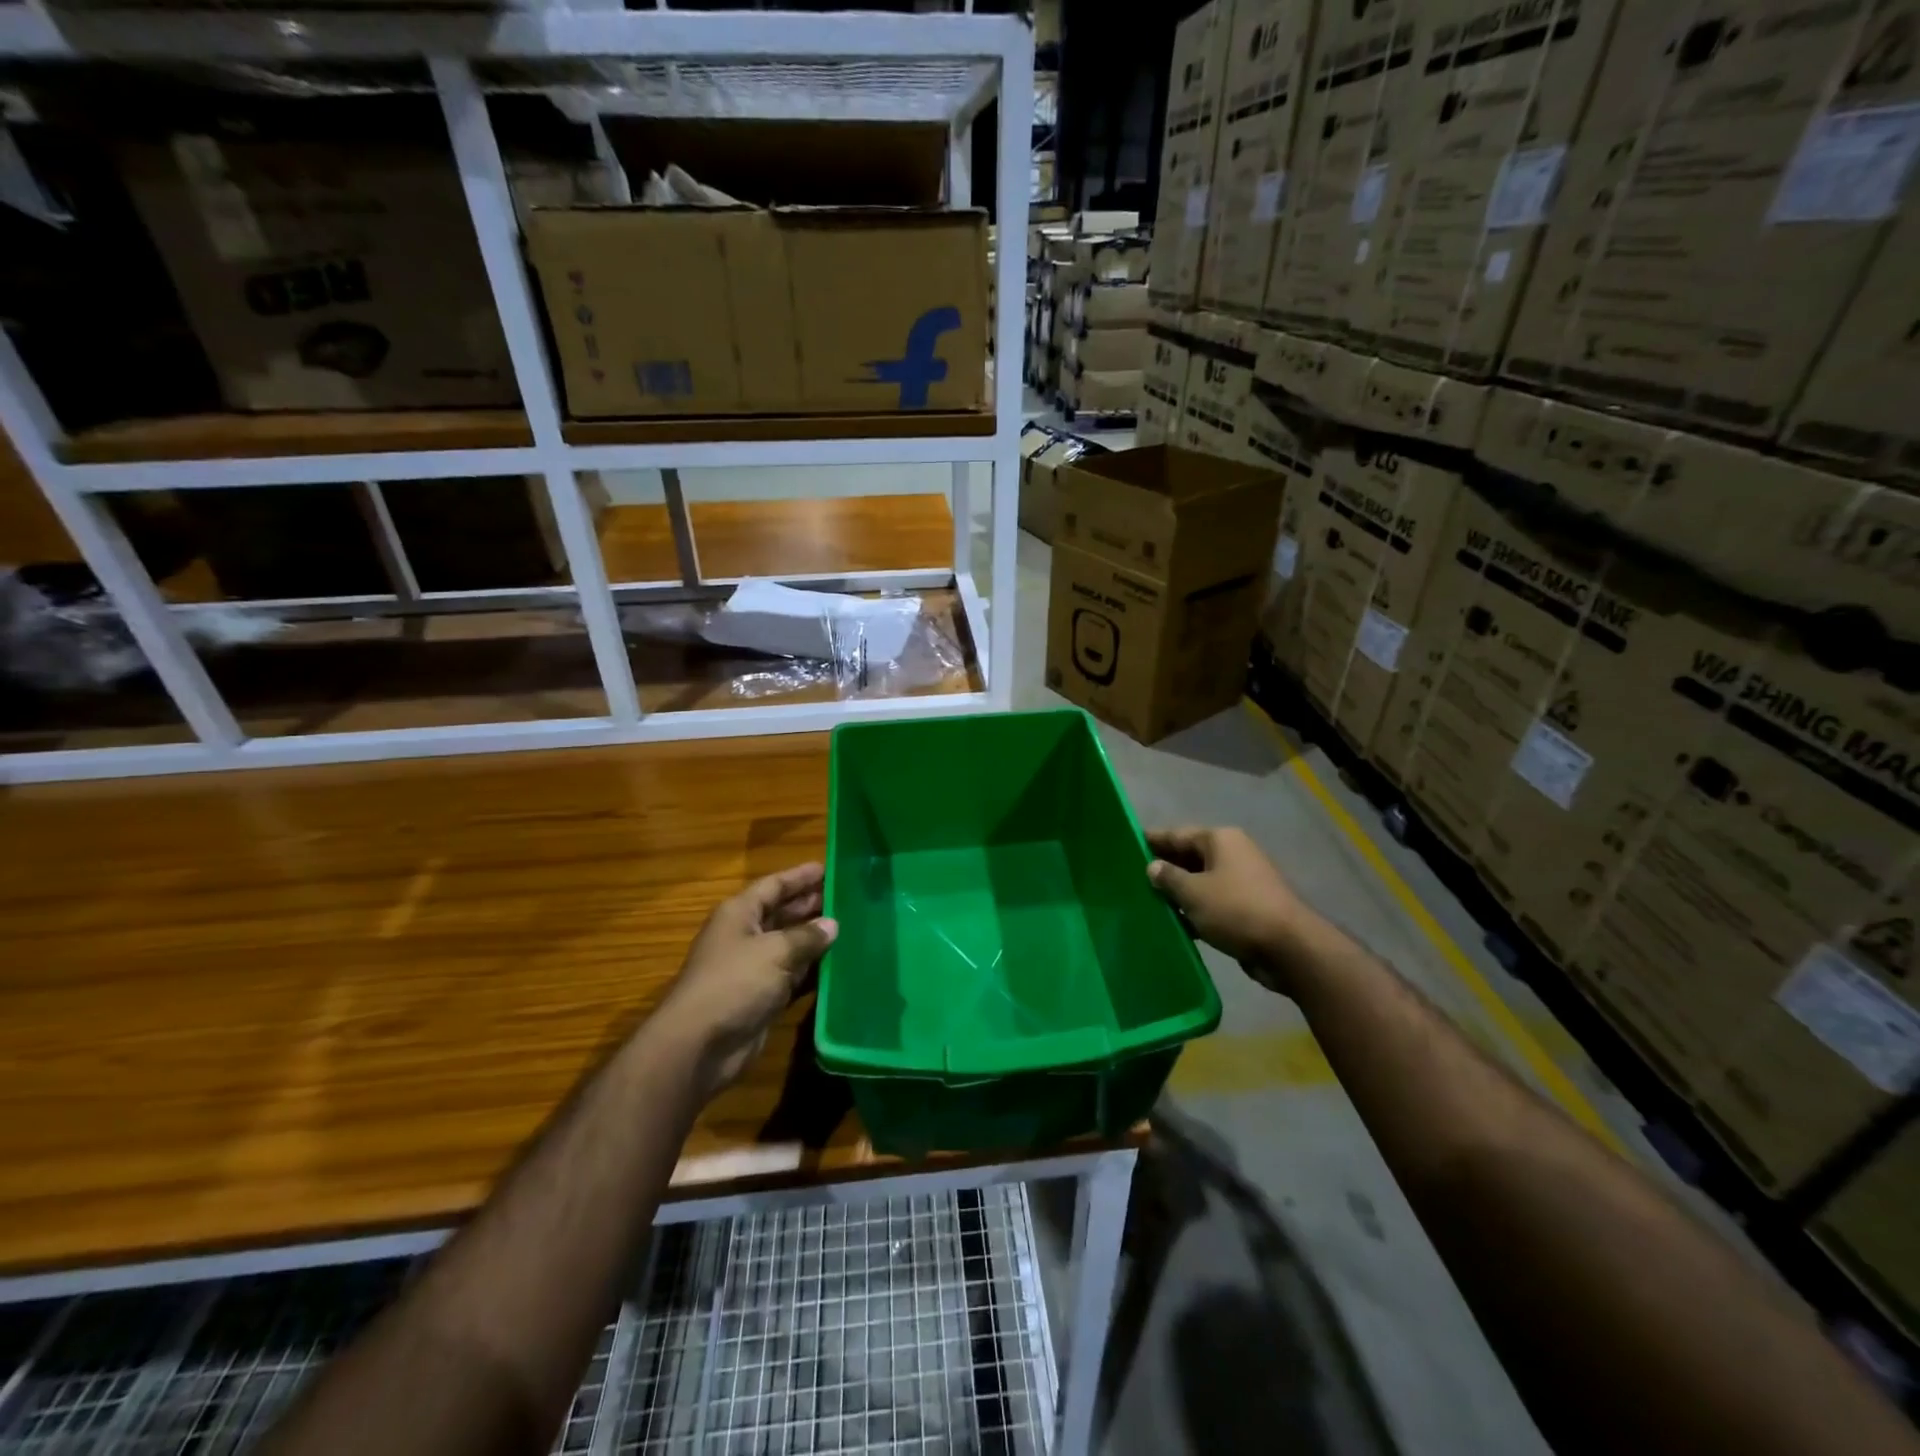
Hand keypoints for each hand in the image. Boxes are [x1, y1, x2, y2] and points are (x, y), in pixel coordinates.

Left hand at [657, 863, 838, 1097]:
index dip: (800, 876)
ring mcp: (753, 968)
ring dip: (815, 939)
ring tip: (850, 927)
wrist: (700, 1046)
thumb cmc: (734, 983)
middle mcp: (744, 936)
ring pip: (790, 945)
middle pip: (782, 913)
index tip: (828, 868)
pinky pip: (793, 976)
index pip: (774, 886)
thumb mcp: (775, 951)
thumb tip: (832, 925)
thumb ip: (807, 936)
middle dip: (811, 905)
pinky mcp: (762, 997)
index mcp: (739, 914)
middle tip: (846, 897)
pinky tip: (839, 965)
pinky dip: (812, 970)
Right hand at [1146, 826, 1314, 992]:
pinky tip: (1174, 922)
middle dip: (1164, 867)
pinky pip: (1213, 902)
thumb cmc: (1235, 909)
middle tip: (1132, 876)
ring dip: (1178, 892)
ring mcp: (1243, 881)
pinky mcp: (1248, 907)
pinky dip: (1195, 909)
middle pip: (1190, 856)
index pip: (1177, 834)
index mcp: (1220, 840)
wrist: (1289, 948)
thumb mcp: (1193, 892)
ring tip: (1147, 900)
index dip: (1153, 839)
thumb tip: (1153, 866)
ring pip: (1201, 881)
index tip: (1129, 843)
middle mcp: (1233, 854)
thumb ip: (1168, 877)